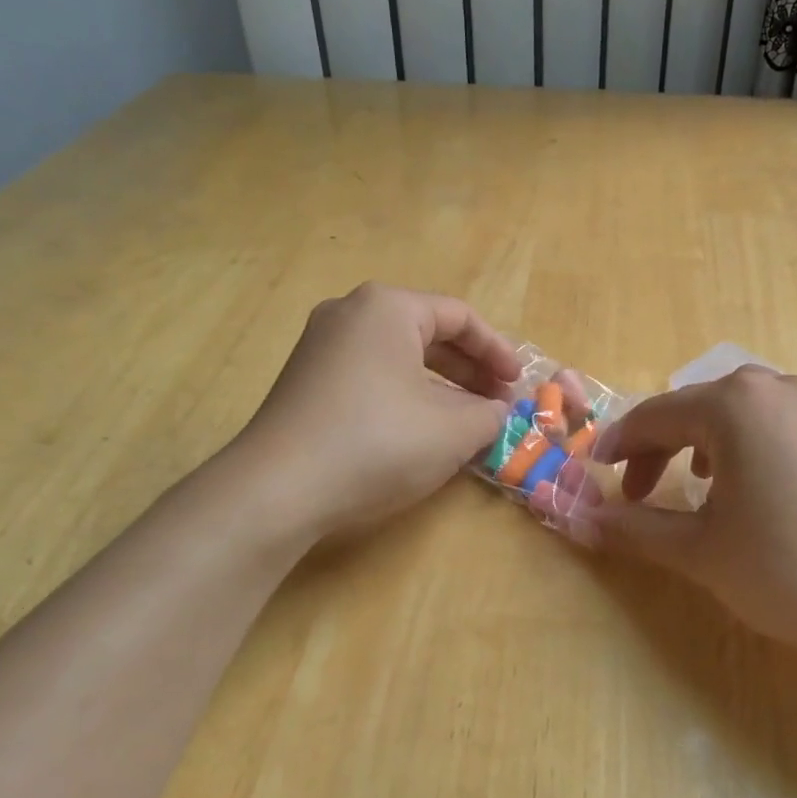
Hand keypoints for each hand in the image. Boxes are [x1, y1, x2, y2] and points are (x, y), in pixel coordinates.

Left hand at [229, 284, 519, 539]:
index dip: (498, 351)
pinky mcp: (306, 380)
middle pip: (428, 332)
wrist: (279, 489)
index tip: (518, 384)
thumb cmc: (378, 443)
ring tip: (466, 419)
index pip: (460, 317)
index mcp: (387, 308)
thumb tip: (494, 411)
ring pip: (399, 356)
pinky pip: (372, 374)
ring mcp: (321, 346)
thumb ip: (489, 414)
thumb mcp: (453, 431)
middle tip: (497, 402)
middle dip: (470, 368)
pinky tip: (421, 429)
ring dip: (440, 385)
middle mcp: (350, 314)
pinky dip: (406, 394)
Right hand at [578, 368, 796, 665]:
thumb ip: (634, 529)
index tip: (598, 475)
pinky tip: (755, 487)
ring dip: (705, 442)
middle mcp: (779, 387)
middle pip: (699, 407)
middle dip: (661, 446)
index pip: (656, 415)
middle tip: (642, 492)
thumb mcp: (700, 551)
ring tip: (697, 485)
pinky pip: (781, 423)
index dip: (620, 446)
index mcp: (736, 404)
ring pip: (742, 411)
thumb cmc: (789, 571)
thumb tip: (580, 521)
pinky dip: (750, 445)